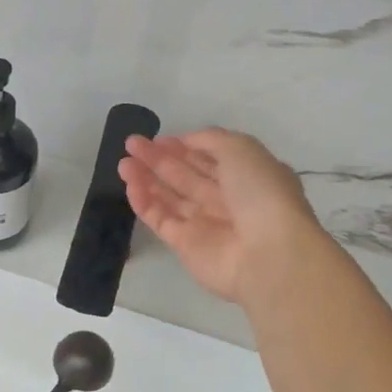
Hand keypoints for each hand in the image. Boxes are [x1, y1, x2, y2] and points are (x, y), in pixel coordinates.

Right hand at [120, 129, 324, 305]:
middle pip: (185, 175)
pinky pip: (161, 219)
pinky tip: (129, 185)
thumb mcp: (241, 148)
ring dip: (146, 178)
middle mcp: (226, 199)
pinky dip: (145, 203)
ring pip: (170, 197)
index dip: (184, 146)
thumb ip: (211, 139)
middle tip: (131, 144)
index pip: (209, 157)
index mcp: (246, 176)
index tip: (158, 138)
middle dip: (159, 158)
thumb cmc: (260, 193)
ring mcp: (205, 224)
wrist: (268, 253)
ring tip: (123, 162)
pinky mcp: (185, 246)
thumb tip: (187, 140)